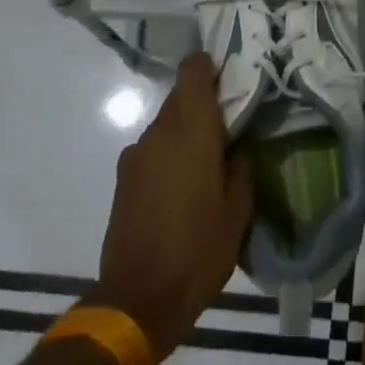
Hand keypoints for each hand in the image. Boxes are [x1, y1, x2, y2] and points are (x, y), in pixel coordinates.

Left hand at [85, 53, 253, 361]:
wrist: (138, 298)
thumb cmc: (198, 251)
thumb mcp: (238, 211)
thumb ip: (241, 166)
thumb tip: (238, 144)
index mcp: (191, 131)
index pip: (193, 70)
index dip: (210, 66)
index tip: (231, 78)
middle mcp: (159, 132)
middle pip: (181, 97)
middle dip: (205, 103)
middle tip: (231, 125)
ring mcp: (136, 154)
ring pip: (166, 124)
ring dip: (187, 131)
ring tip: (210, 162)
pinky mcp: (123, 177)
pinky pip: (153, 148)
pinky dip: (170, 153)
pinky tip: (184, 186)